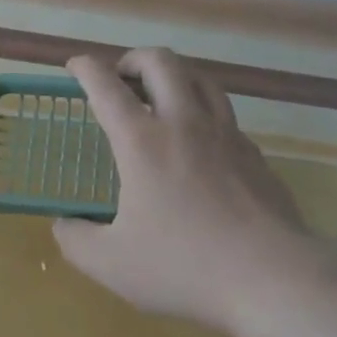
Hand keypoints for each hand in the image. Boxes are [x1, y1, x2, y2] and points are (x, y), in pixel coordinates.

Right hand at [54, 48, 308, 330]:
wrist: (273, 278)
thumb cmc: (185, 266)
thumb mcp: (113, 265)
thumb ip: (77, 241)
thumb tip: (62, 225)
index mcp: (142, 141)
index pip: (106, 86)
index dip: (85, 67)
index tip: (75, 64)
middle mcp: (183, 123)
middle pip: (161, 62)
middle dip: (134, 59)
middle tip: (122, 79)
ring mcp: (225, 134)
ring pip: (200, 78)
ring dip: (174, 76)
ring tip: (162, 96)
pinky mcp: (254, 154)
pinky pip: (225, 115)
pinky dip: (205, 113)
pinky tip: (201, 141)